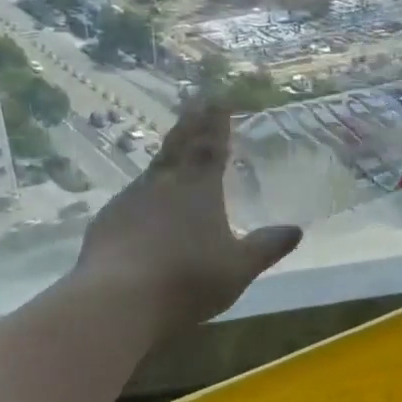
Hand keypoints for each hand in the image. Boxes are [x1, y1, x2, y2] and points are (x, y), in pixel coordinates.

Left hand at [75, 102, 301, 335]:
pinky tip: (143, 207)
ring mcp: (129, 201)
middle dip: (190, 125)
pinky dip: (144, 194)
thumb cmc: (189, 280)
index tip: (218, 100)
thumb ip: (266, 247)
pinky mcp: (105, 223)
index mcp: (198, 188)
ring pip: (152, 170)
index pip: (210, 145)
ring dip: (166, 158)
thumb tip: (295, 230)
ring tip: (173, 153)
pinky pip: (131, 199)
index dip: (216, 122)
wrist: (119, 302)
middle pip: (178, 146)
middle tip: (195, 104)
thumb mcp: (239, 268)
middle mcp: (163, 184)